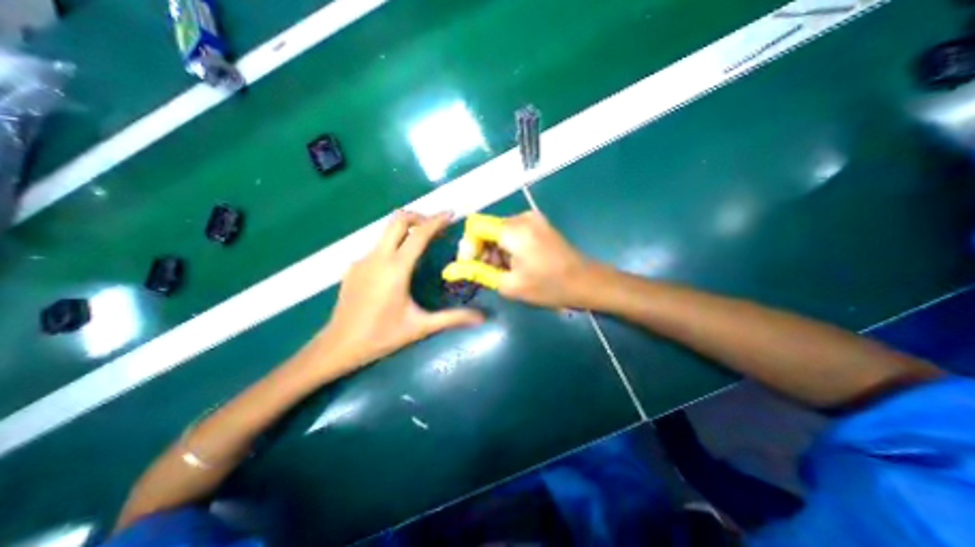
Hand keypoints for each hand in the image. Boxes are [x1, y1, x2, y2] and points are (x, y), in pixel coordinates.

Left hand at [323, 209, 484, 366]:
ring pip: (385, 232)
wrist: (338, 346)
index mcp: (396, 268)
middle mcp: (378, 257)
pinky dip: (392, 245)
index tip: (450, 214)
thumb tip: (481, 318)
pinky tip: (398, 265)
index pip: (419, 234)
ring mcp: (362, 260)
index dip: (436, 221)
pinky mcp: (353, 267)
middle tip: (434, 226)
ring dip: (405, 230)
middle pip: (397, 220)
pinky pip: (377, 247)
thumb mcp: (420, 326)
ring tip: (421, 243)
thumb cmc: (381, 336)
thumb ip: (452, 318)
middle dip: (418, 217)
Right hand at [442, 211, 593, 308]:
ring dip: (495, 251)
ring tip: (504, 272)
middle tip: (488, 273)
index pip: (475, 226)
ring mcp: (532, 219)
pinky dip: (507, 247)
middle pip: (487, 228)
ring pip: (499, 231)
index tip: (471, 266)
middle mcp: (521, 217)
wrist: (587, 282)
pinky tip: (515, 264)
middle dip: (482, 250)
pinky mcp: (539, 225)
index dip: (468, 245)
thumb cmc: (548, 287)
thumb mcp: (509, 284)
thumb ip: (478, 272)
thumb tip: (450, 269)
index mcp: (513, 229)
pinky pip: (512, 232)